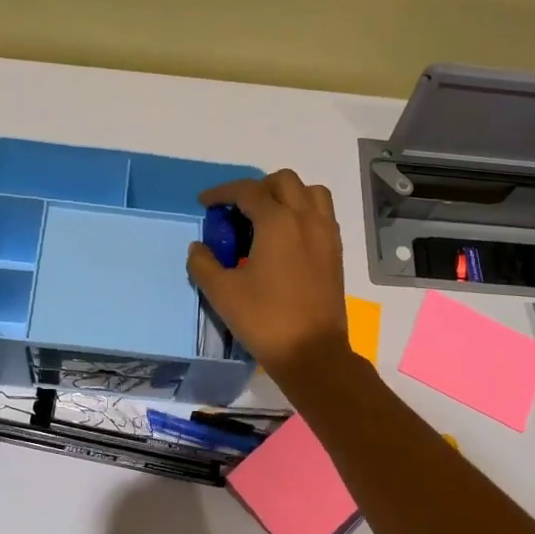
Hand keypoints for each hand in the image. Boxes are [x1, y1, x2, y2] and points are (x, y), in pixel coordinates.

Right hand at [186, 170, 348, 379]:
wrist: (312, 352)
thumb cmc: (264, 319)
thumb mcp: (222, 292)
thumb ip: (203, 263)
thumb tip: (199, 247)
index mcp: (278, 222)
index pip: (247, 191)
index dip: (222, 192)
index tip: (205, 203)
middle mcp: (306, 218)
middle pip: (283, 181)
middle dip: (256, 188)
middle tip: (236, 211)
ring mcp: (326, 234)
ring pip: (310, 192)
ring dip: (286, 194)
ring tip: (267, 217)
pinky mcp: (335, 252)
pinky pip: (322, 214)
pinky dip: (303, 212)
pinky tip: (286, 237)